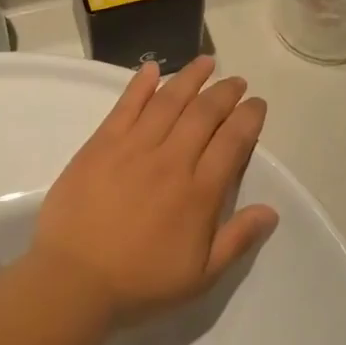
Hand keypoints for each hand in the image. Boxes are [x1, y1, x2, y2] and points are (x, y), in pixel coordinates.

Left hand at [29, 57, 278, 327]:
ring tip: (206, 62)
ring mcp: (135, 147)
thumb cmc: (140, 283)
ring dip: (191, 77)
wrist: (74, 280)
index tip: (257, 103)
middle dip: (225, 92)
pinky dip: (140, 83)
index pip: (233, 141)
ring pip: (169, 101)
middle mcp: (172, 160)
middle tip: (236, 81)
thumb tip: (272, 211)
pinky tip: (152, 68)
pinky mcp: (102, 143)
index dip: (249, 117)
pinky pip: (126, 105)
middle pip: (205, 113)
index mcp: (200, 192)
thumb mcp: (200, 276)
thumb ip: (237, 240)